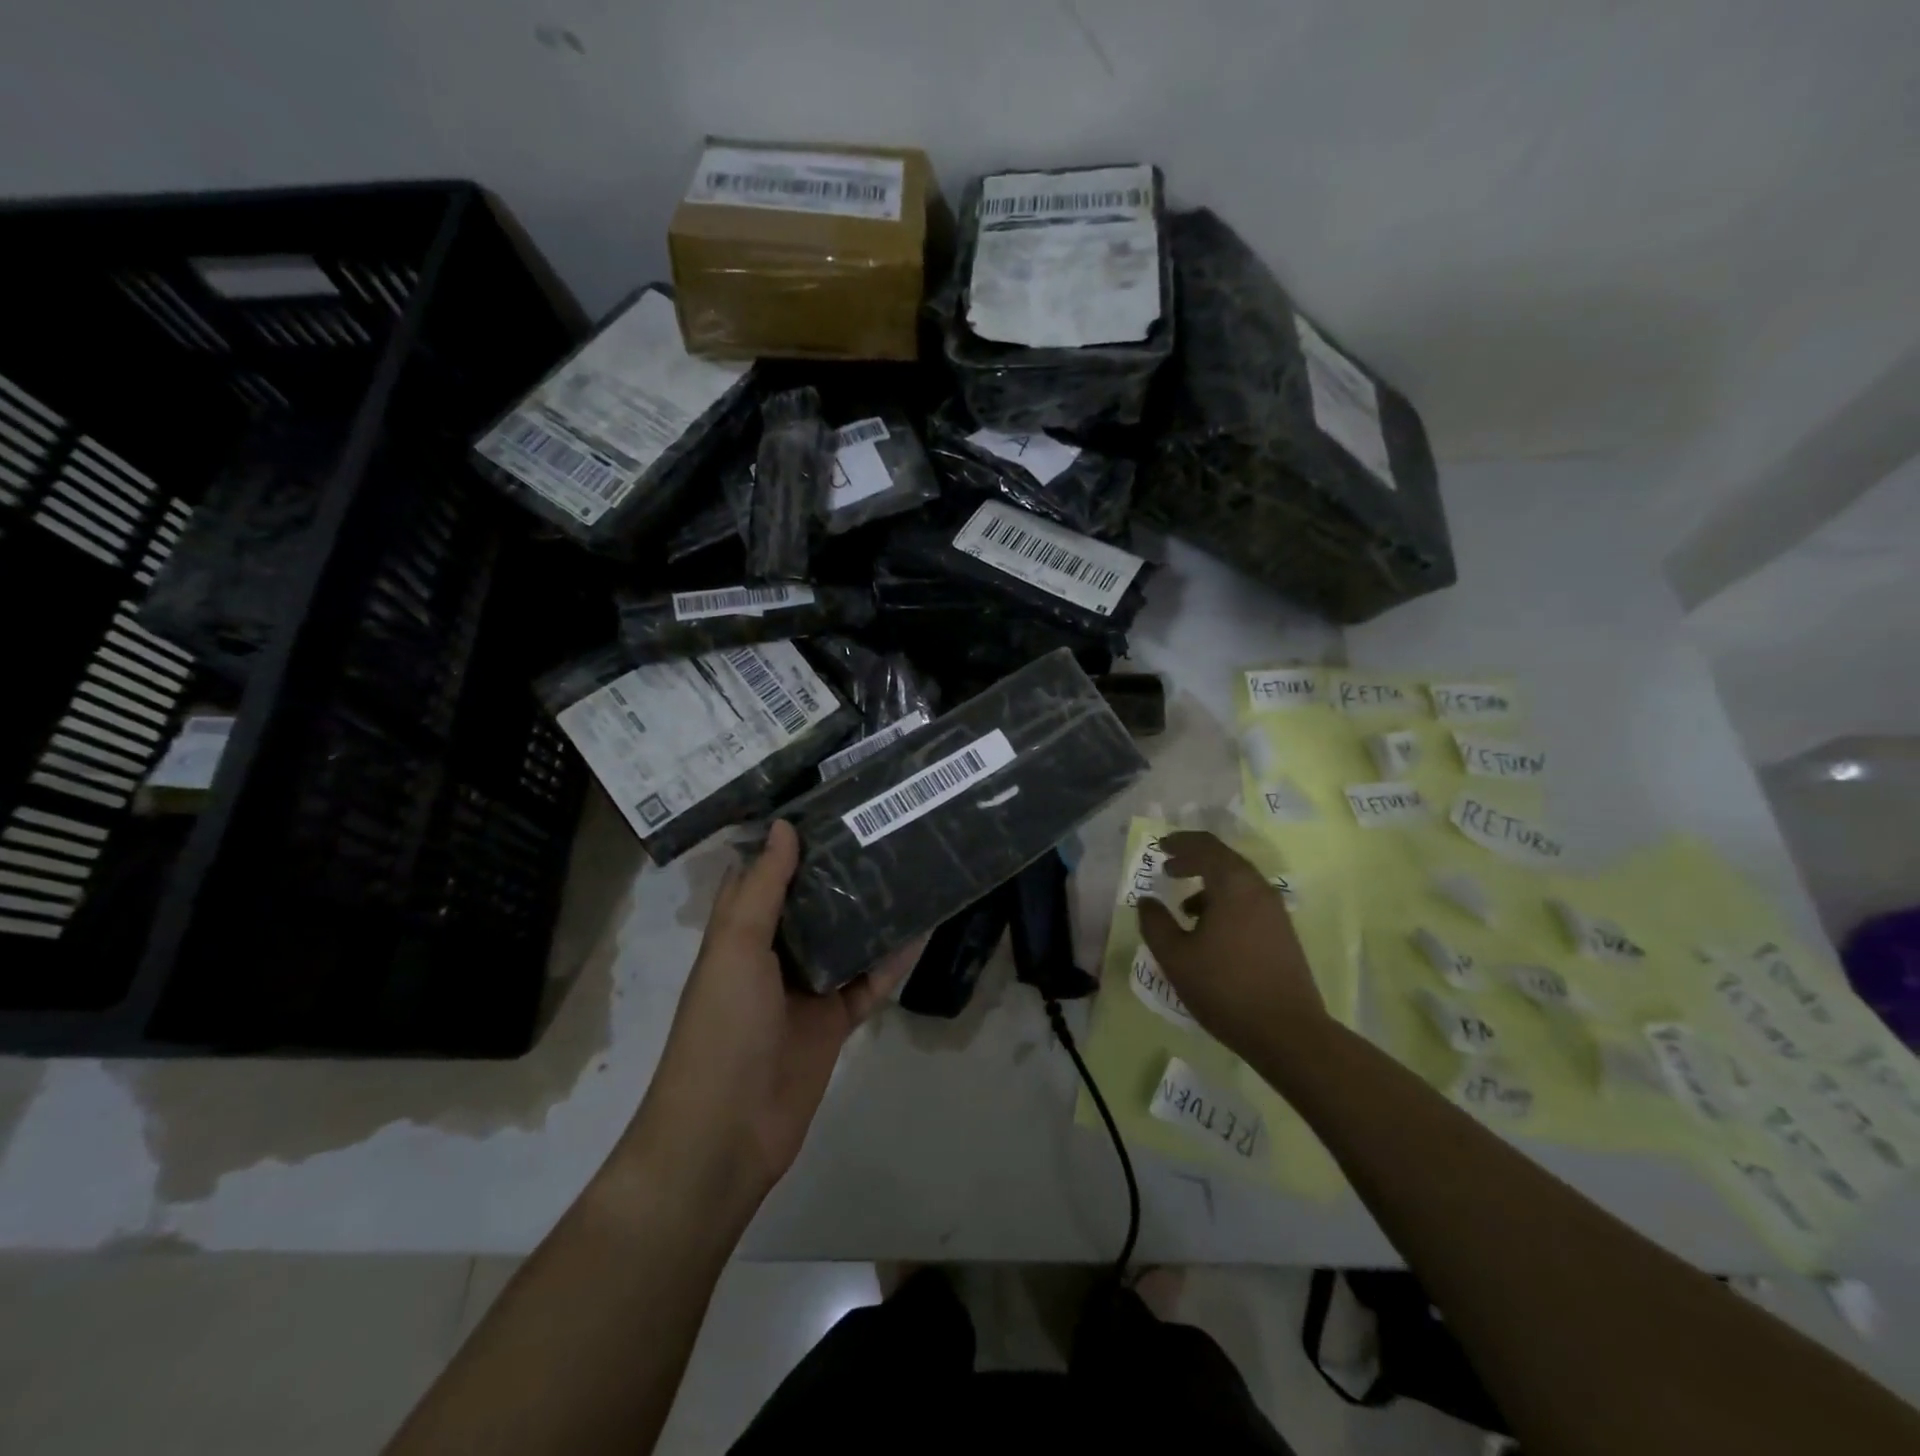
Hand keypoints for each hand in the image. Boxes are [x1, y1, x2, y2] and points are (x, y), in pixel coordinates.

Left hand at [626, 821, 919, 1213]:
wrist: (726, 1133)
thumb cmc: (722, 1028)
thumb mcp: (736, 948)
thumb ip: (764, 889)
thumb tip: (784, 826)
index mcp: (740, 933)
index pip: (764, 874)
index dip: (789, 841)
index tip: (829, 804)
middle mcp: (772, 955)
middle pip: (811, 904)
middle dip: (841, 871)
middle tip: (884, 828)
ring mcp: (806, 990)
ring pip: (845, 940)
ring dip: (871, 912)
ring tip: (911, 868)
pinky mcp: (834, 1022)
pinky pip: (869, 983)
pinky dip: (892, 961)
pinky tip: (922, 930)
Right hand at [1137, 831, 1327, 1063]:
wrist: (1288, 1033)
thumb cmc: (1225, 988)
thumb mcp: (1176, 956)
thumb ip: (1155, 923)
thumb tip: (1147, 901)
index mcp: (1233, 885)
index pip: (1205, 846)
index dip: (1180, 843)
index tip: (1160, 847)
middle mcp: (1258, 889)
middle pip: (1223, 859)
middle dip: (1193, 860)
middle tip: (1168, 869)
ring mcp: (1275, 911)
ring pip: (1237, 882)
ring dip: (1208, 884)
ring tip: (1184, 907)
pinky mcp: (1282, 932)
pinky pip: (1248, 901)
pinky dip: (1224, 902)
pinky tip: (1209, 931)